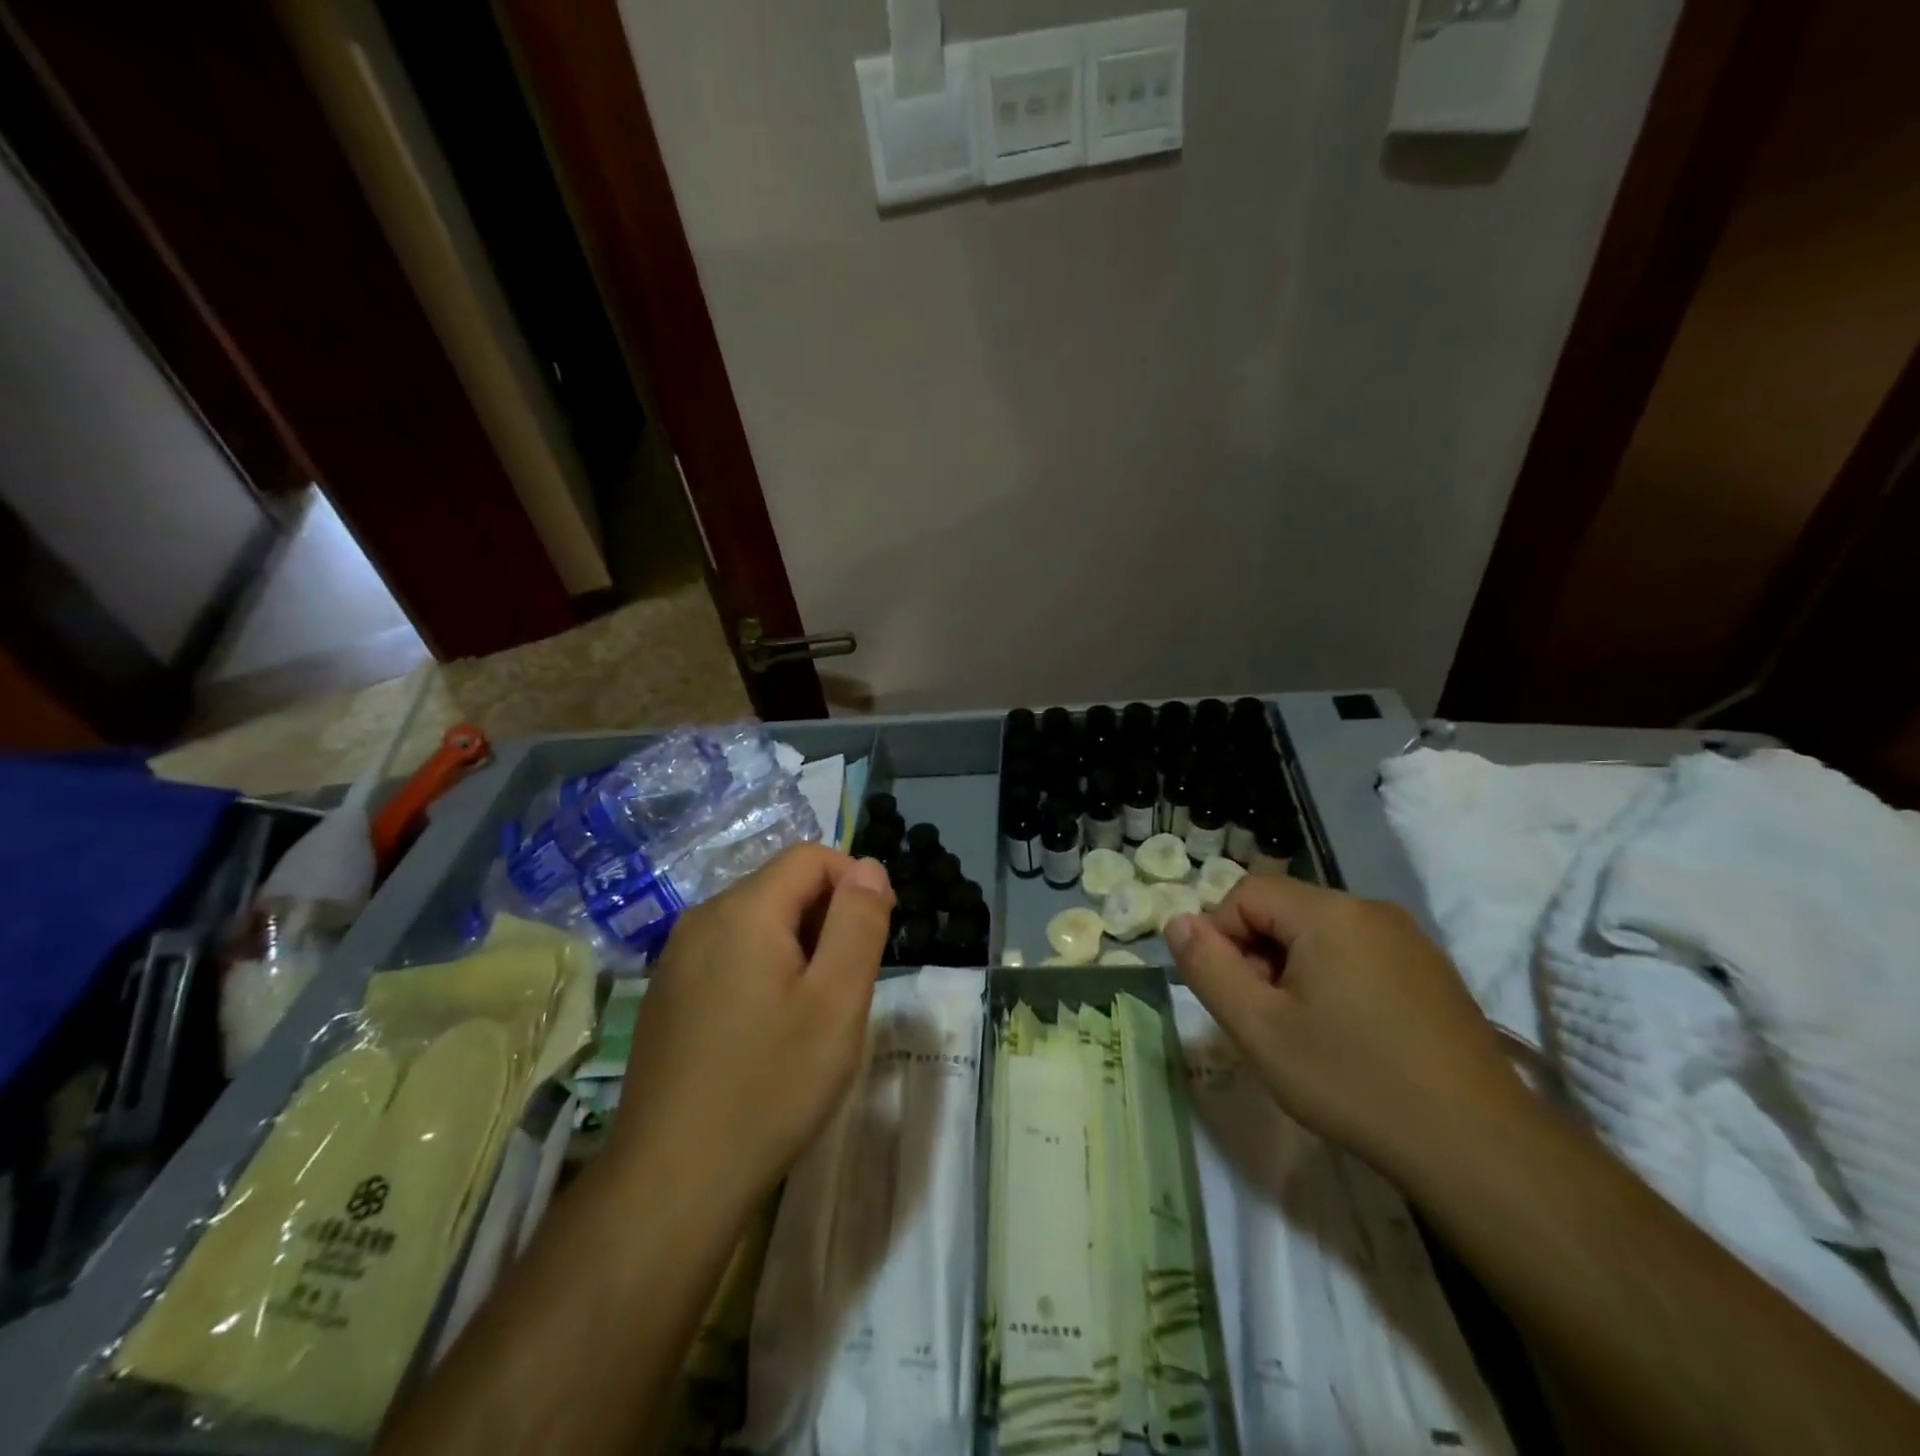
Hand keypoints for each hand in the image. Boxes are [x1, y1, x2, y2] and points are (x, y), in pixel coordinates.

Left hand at [609, 844, 893, 1208]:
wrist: (671, 1183)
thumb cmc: (769, 1085)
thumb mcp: (837, 1001)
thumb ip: (859, 922)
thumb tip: (869, 866)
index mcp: (743, 910)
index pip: (811, 856)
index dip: (855, 882)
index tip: (876, 936)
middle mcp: (702, 919)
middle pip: (782, 886)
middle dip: (828, 918)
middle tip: (848, 986)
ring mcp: (676, 959)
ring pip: (757, 922)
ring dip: (799, 947)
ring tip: (813, 1012)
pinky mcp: (667, 995)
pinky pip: (729, 955)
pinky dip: (764, 970)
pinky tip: (769, 1030)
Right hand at [1165, 875, 1529, 1178]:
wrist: (1480, 1148)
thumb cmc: (1354, 1081)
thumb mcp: (1259, 1028)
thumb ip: (1208, 967)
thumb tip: (1176, 920)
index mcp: (1329, 913)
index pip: (1246, 893)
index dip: (1221, 936)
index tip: (1232, 994)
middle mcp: (1371, 910)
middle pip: (1285, 911)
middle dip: (1258, 956)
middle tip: (1263, 1019)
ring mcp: (1409, 940)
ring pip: (1321, 934)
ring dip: (1293, 970)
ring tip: (1303, 1033)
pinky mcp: (1432, 972)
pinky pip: (1359, 955)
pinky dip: (1334, 981)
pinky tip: (1349, 1037)